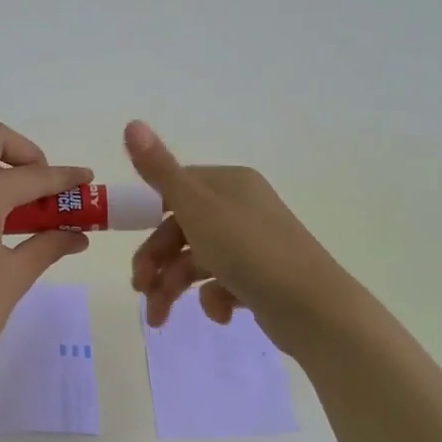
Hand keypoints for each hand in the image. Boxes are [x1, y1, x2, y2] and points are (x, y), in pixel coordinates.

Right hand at [124, 120, 366, 352]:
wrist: (313, 308)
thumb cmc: (249, 250)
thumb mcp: (197, 208)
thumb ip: (160, 170)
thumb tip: (131, 123)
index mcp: (229, 184)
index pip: (175, 191)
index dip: (148, 217)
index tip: (128, 242)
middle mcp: (242, 208)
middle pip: (182, 231)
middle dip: (156, 263)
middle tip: (140, 290)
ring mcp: (253, 244)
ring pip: (198, 261)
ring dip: (173, 288)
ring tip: (160, 318)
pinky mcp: (262, 278)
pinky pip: (224, 283)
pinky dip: (214, 299)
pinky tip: (221, 314)